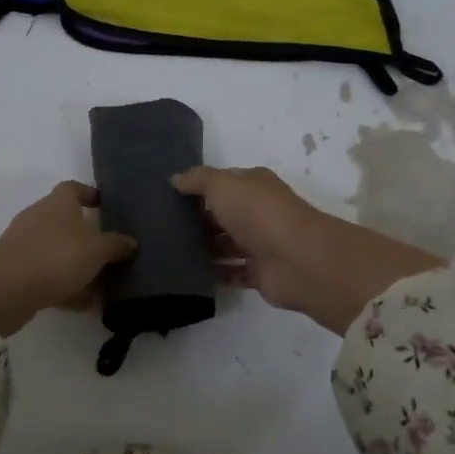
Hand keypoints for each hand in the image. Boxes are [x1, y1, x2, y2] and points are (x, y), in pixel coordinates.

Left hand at [0, 182, 134, 337]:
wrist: (7, 288)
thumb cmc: (58, 256)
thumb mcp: (97, 250)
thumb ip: (116, 245)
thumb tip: (130, 242)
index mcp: (58, 203)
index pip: (73, 188)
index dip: (90, 195)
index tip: (106, 206)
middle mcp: (39, 218)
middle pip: (66, 222)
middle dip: (88, 238)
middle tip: (110, 253)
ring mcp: (25, 245)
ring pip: (58, 252)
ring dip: (78, 267)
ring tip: (102, 285)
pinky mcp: (16, 272)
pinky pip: (47, 276)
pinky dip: (65, 288)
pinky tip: (84, 305)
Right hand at [172, 165, 443, 334]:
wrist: (296, 259)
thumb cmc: (258, 212)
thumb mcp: (222, 184)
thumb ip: (198, 180)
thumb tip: (175, 179)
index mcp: (253, 185)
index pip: (221, 184)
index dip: (195, 189)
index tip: (164, 198)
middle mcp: (257, 212)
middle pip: (221, 214)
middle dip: (195, 220)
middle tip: (158, 228)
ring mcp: (260, 244)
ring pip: (225, 244)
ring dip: (202, 248)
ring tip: (167, 252)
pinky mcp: (259, 273)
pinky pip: (231, 272)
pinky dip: (214, 273)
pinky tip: (187, 274)